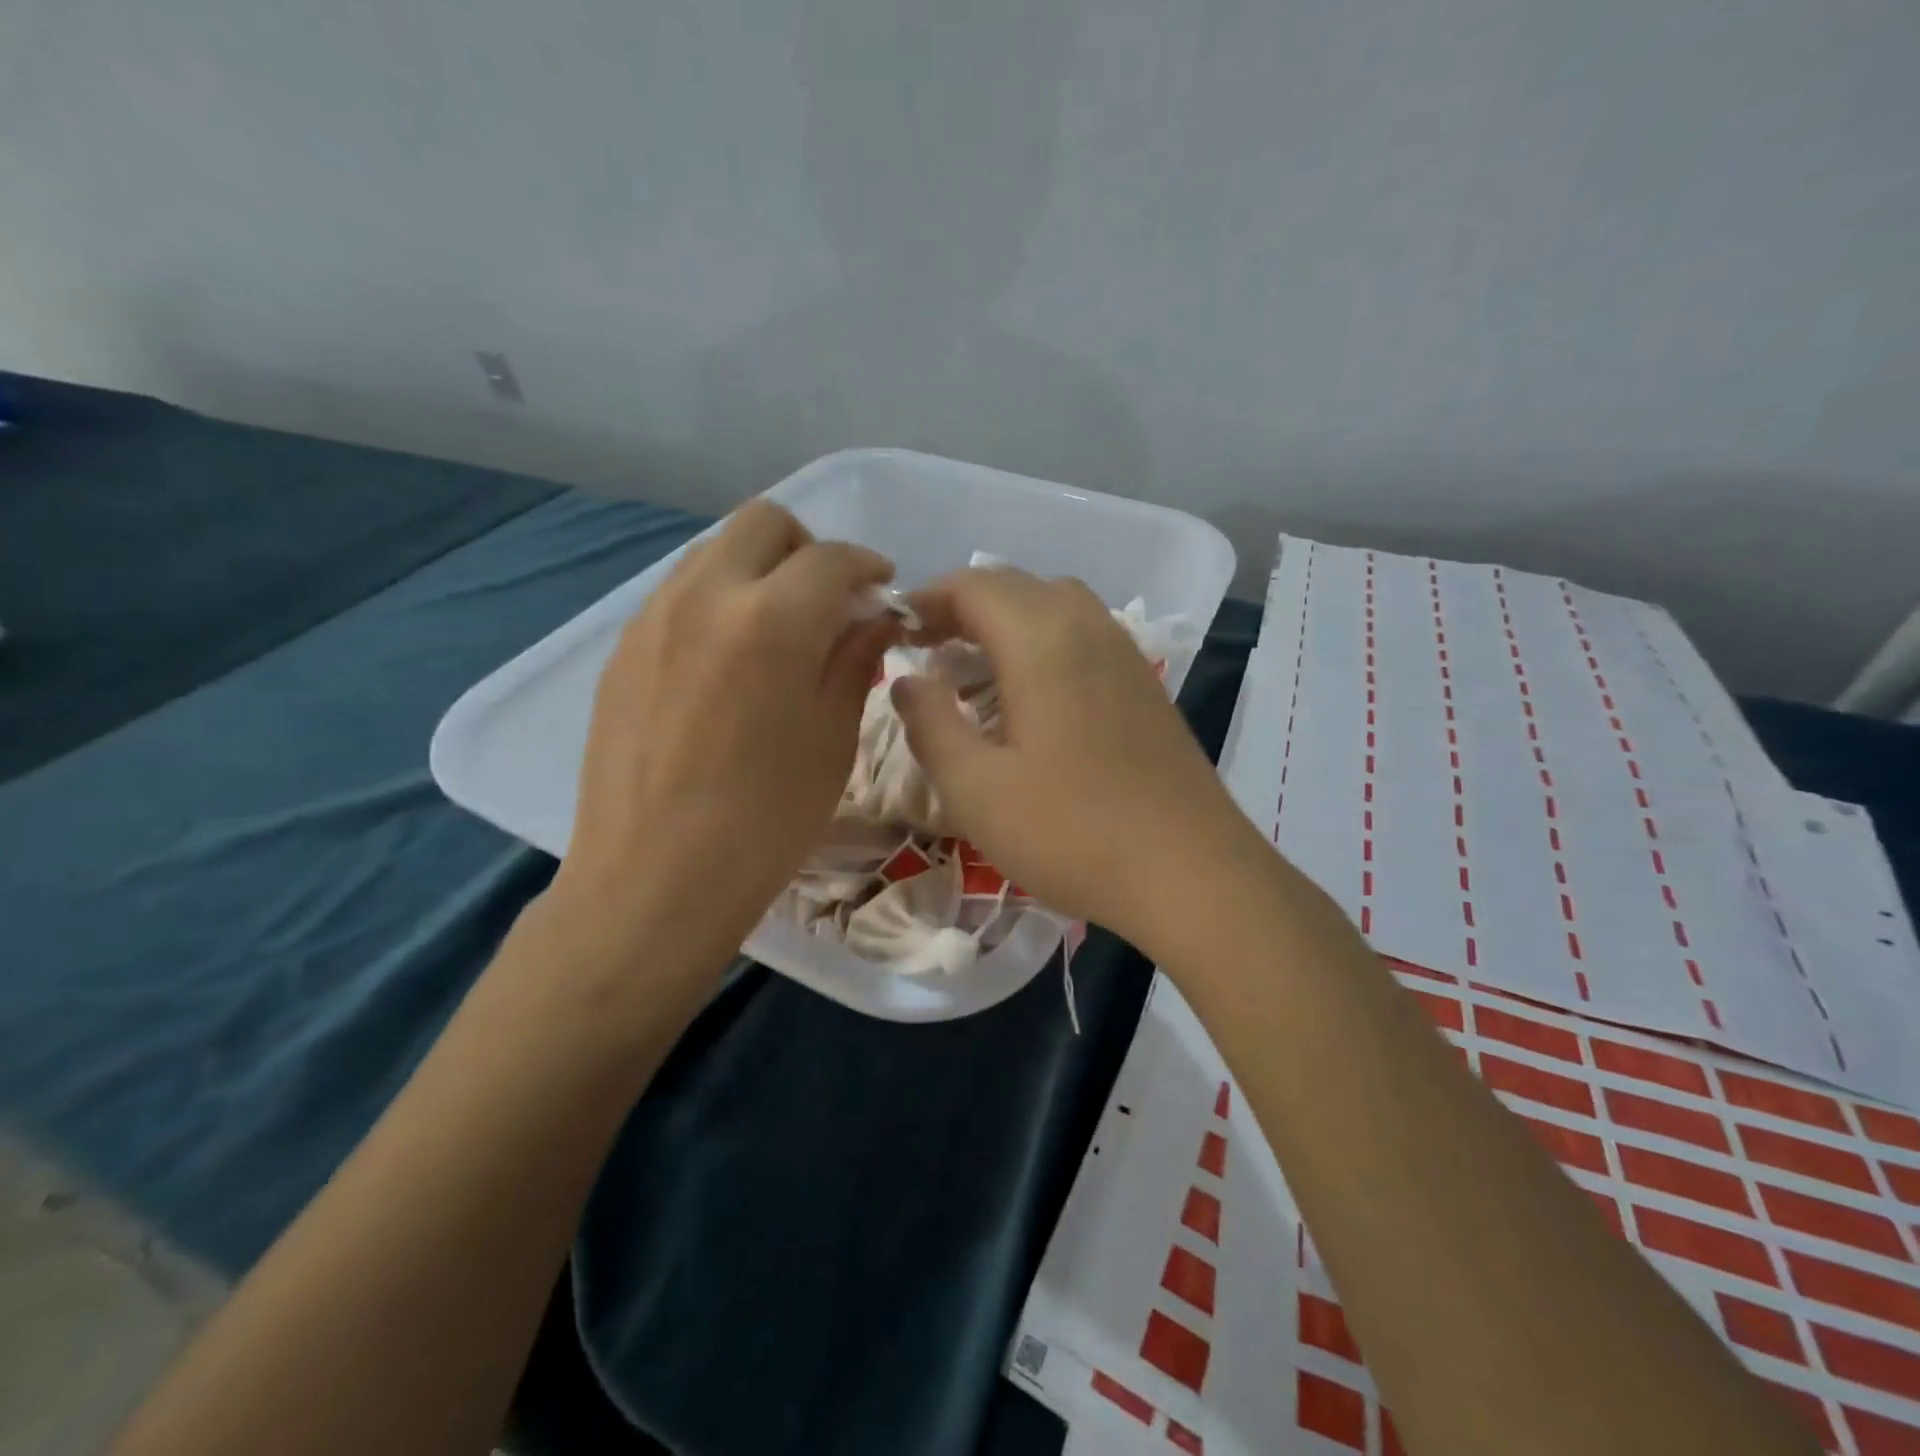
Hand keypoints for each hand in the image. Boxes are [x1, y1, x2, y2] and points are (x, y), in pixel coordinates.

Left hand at [549, 500, 896, 976]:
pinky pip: (681, 592)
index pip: (832, 558)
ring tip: (780, 630)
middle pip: (764, 523)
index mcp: (770, 620)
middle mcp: (705, 595)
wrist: (652, 882)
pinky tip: (731, 661)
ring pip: (716, 550)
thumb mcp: (832, 739)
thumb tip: (876, 617)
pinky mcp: (623, 647)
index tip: (884, 592)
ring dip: (760, 569)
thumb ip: (856, 659)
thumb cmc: (765, 821)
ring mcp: (654, 617)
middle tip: (830, 603)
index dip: (869, 567)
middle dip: (809, 549)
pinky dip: (720, 600)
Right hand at [893, 568, 1262, 953]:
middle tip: (927, 649)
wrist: (1190, 873)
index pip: (973, 585)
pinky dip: (1043, 640)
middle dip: (962, 606)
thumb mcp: (975, 789)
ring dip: (1006, 620)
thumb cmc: (1071, 832)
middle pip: (1015, 585)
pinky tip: (1032, 695)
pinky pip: (1084, 634)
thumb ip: (930, 724)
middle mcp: (1088, 627)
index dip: (926, 599)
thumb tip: (907, 680)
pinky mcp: (1145, 684)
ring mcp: (1125, 654)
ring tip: (974, 667)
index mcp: (1042, 640)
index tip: (896, 632)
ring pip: (1055, 604)